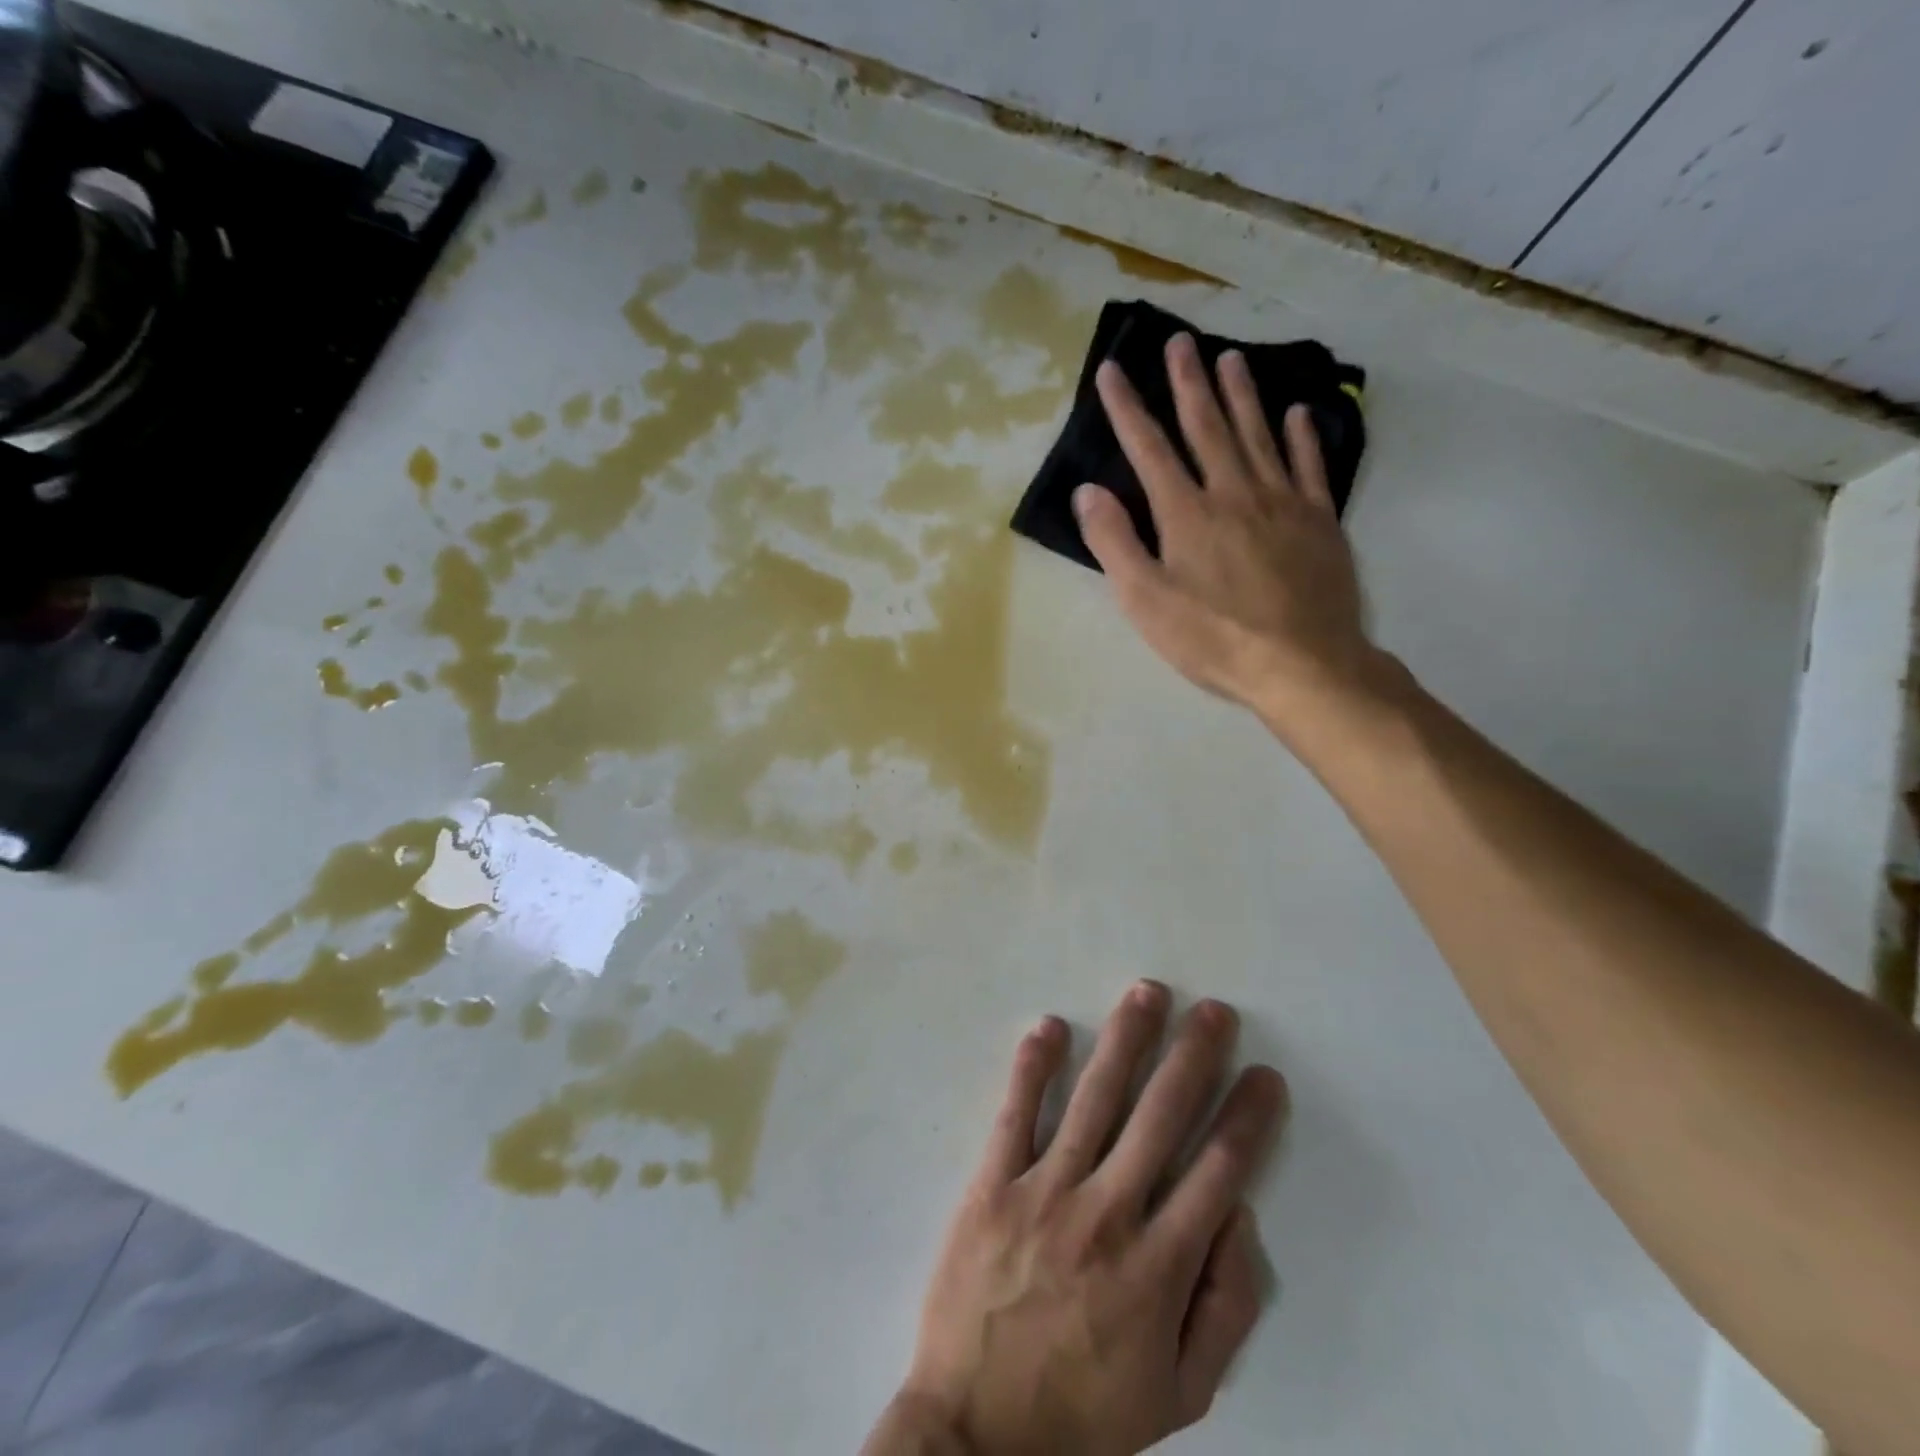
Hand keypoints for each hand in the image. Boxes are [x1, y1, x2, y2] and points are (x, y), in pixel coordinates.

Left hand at [863, 983, 1287, 1455]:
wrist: (976, 1435)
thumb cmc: (1085, 1415)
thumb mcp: (1178, 1394)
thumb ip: (1223, 1308)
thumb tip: (1241, 1218)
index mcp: (1158, 1267)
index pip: (1218, 1171)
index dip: (1247, 1118)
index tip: (1264, 1075)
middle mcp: (1107, 1214)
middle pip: (1161, 1116)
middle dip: (1193, 1056)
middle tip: (1214, 1010)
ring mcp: (1044, 1192)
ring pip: (1094, 1099)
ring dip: (1125, 1040)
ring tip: (1148, 992)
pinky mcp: (992, 1184)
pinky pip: (1015, 1114)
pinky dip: (1033, 1067)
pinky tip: (1050, 1026)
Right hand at [1074, 334, 1381, 737]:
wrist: (1301, 664)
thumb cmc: (1212, 638)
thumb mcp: (1145, 601)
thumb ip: (1115, 543)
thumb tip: (1088, 491)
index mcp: (1186, 514)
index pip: (1149, 449)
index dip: (1127, 409)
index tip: (1113, 370)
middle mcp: (1233, 493)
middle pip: (1206, 427)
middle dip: (1188, 383)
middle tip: (1180, 340)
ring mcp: (1282, 503)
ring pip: (1258, 435)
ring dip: (1242, 394)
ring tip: (1231, 357)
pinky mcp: (1319, 521)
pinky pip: (1310, 466)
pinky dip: (1302, 436)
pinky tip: (1298, 412)